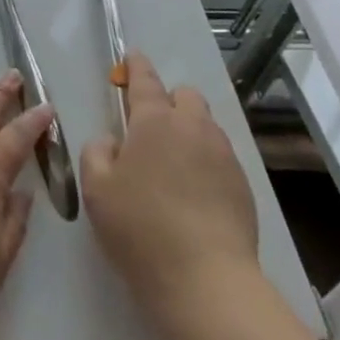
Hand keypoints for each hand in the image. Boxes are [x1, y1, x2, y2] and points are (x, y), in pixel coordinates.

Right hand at [82, 52, 259, 331]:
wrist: (207, 282)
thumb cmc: (141, 230)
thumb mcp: (97, 191)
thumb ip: (96, 153)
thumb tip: (111, 140)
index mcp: (154, 120)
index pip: (144, 80)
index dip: (136, 66)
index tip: (132, 58)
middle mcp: (192, 126)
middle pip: (184, 95)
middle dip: (169, 101)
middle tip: (151, 131)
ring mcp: (222, 154)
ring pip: (205, 125)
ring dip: (189, 131)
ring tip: (174, 166)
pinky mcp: (243, 184)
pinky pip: (220, 156)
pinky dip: (205, 162)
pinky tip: (195, 194)